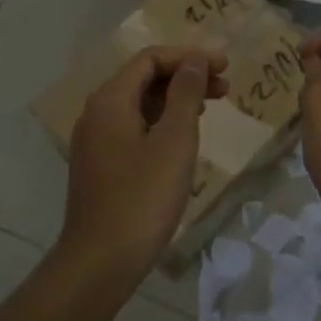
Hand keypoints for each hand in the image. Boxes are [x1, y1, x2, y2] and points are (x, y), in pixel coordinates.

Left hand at [57, 46, 228, 288]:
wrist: (99, 264)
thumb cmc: (142, 197)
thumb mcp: (174, 141)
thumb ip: (185, 94)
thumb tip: (194, 61)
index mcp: (110, 99)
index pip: (151, 58)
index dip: (189, 57)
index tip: (223, 66)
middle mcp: (97, 111)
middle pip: (144, 78)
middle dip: (185, 76)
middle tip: (224, 86)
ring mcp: (96, 139)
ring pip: (140, 103)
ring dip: (176, 99)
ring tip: (210, 107)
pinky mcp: (101, 164)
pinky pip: (134, 126)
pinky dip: (162, 121)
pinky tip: (184, 137)